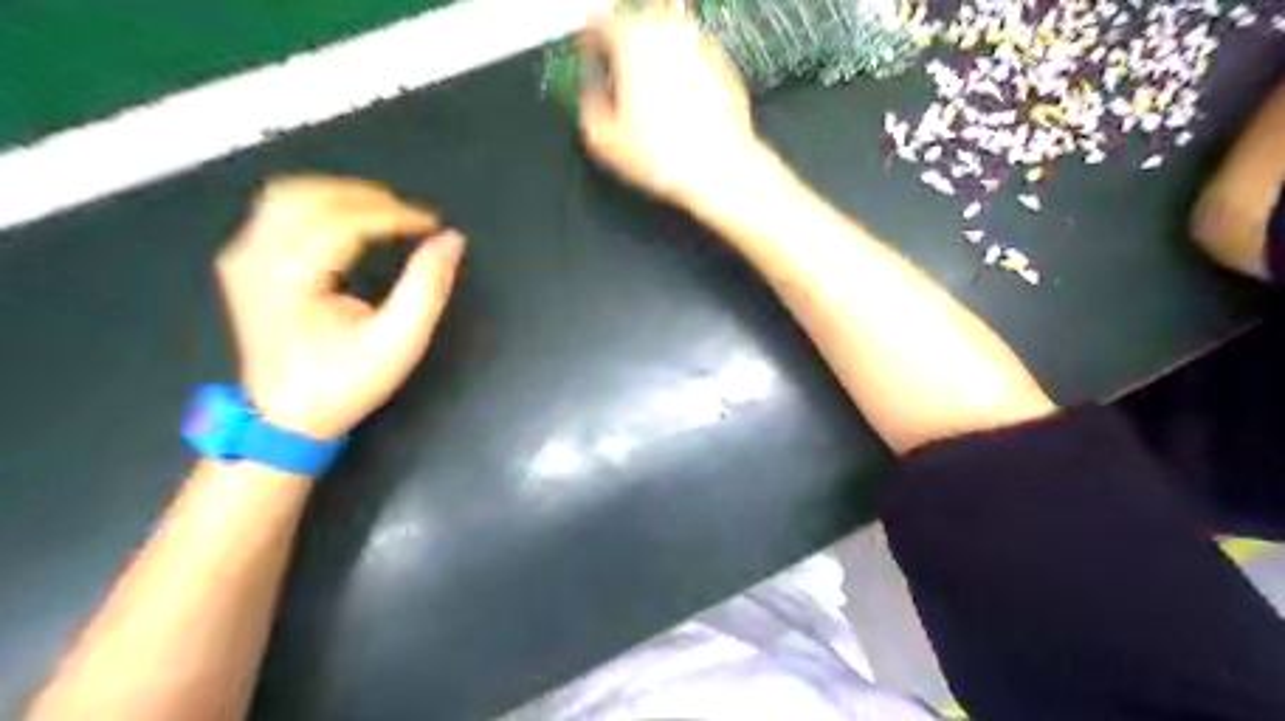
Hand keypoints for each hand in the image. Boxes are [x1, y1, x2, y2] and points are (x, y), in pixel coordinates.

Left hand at [217, 178, 467, 442]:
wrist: (284, 419)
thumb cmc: (343, 383)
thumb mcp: (398, 343)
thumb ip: (427, 288)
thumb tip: (451, 241)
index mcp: (288, 278)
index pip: (342, 222)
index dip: (393, 215)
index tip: (433, 224)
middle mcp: (254, 257)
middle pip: (310, 196)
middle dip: (369, 197)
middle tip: (413, 216)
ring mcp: (241, 256)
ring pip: (289, 195)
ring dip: (344, 194)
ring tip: (388, 212)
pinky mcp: (243, 262)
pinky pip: (280, 211)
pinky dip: (321, 205)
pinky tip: (352, 221)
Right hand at [582, 3, 764, 209]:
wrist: (718, 167)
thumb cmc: (669, 155)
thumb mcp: (604, 140)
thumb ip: (587, 106)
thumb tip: (590, 97)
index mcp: (632, 39)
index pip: (598, 23)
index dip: (588, 44)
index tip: (589, 59)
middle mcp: (668, 31)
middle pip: (635, 21)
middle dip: (623, 45)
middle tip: (618, 73)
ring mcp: (699, 44)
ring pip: (667, 37)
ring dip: (654, 56)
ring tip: (648, 93)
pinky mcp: (722, 64)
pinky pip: (692, 57)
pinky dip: (681, 71)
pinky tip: (677, 105)